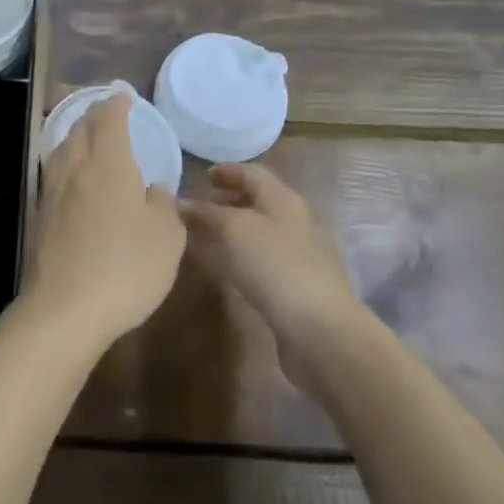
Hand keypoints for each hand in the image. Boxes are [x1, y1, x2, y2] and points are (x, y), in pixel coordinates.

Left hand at [23, 93, 184, 353]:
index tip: (123, 95)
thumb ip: (163, 206)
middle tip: (106, 110)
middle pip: (81, 128)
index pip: (109, 120)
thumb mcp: (166, 239)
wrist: (66, 308)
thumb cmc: (125, 268)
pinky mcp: (41, 214)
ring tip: (87, 135)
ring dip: (76, 133)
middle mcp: (77, 167)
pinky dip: (66, 159)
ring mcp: (54, 190)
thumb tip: (152, 189)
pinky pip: (54, 170)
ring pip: (63, 147)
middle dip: (94, 113)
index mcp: (109, 164)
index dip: (116, 104)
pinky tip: (73, 174)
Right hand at [180, 164, 362, 389]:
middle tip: (202, 206)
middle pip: (260, 201)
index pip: (253, 173)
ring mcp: (302, 255)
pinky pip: (267, 258)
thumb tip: (181, 203)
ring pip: (263, 231)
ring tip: (209, 237)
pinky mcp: (301, 286)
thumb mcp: (233, 231)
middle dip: (230, 199)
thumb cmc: (274, 267)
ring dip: (236, 229)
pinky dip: (246, 254)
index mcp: (283, 199)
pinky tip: (232, 269)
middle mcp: (296, 221)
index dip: (228, 171)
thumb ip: (206, 213)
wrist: (322, 332)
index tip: (204, 176)